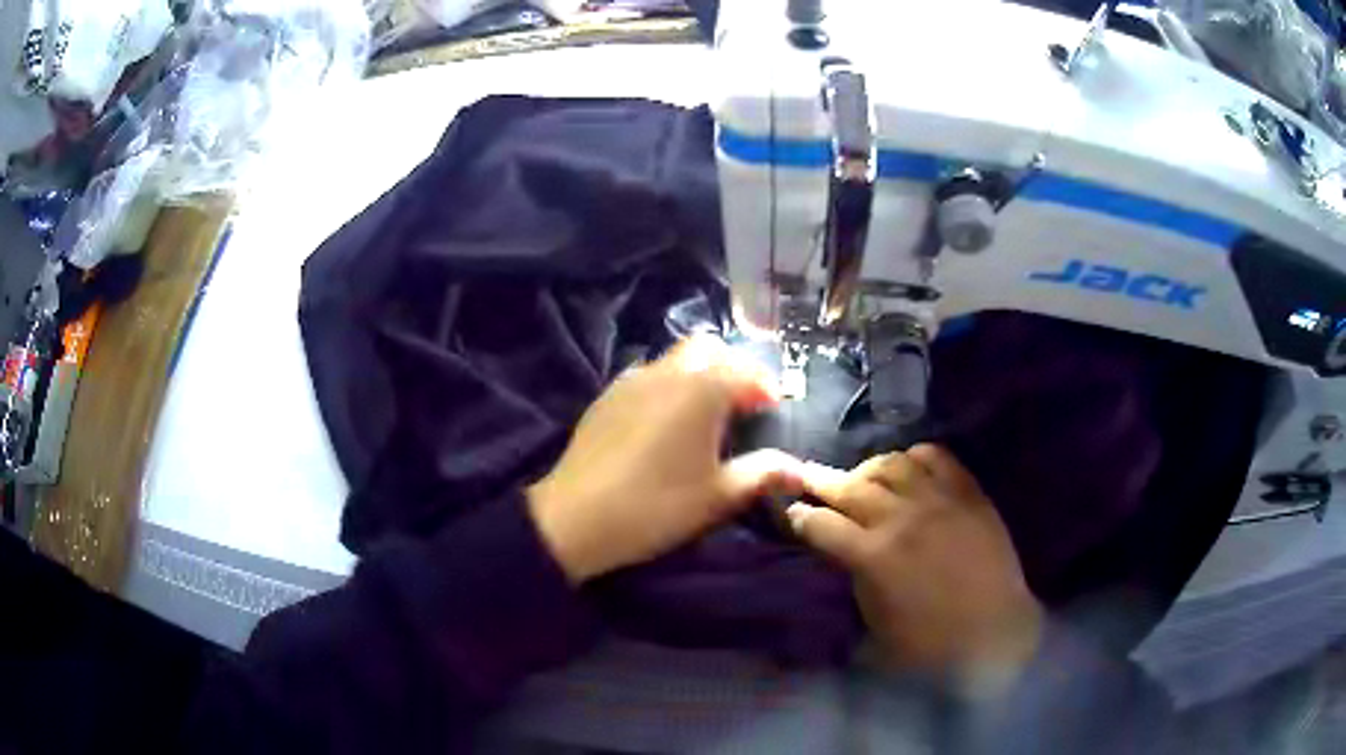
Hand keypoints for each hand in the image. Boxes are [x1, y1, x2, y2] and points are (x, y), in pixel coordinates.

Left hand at [527, 335, 803, 583]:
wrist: (575, 518)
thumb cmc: (656, 505)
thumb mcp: (718, 495)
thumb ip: (763, 474)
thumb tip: (800, 470)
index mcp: (702, 388)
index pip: (747, 372)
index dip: (767, 389)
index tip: (775, 412)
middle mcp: (667, 371)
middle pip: (709, 349)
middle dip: (733, 368)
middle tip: (744, 405)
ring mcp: (631, 380)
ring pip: (676, 359)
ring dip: (700, 374)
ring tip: (707, 416)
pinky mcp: (606, 396)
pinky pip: (648, 376)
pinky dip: (669, 386)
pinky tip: (666, 425)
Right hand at [787, 445, 1043, 691]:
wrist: (995, 632)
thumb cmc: (931, 643)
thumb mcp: (875, 626)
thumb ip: (854, 582)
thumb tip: (844, 556)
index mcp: (872, 556)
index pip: (820, 524)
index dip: (799, 517)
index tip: (791, 513)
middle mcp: (900, 518)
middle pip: (849, 486)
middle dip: (820, 481)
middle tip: (806, 477)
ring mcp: (937, 499)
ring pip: (890, 463)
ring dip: (868, 469)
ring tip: (862, 479)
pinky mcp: (967, 492)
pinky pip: (935, 456)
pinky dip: (914, 457)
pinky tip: (908, 470)